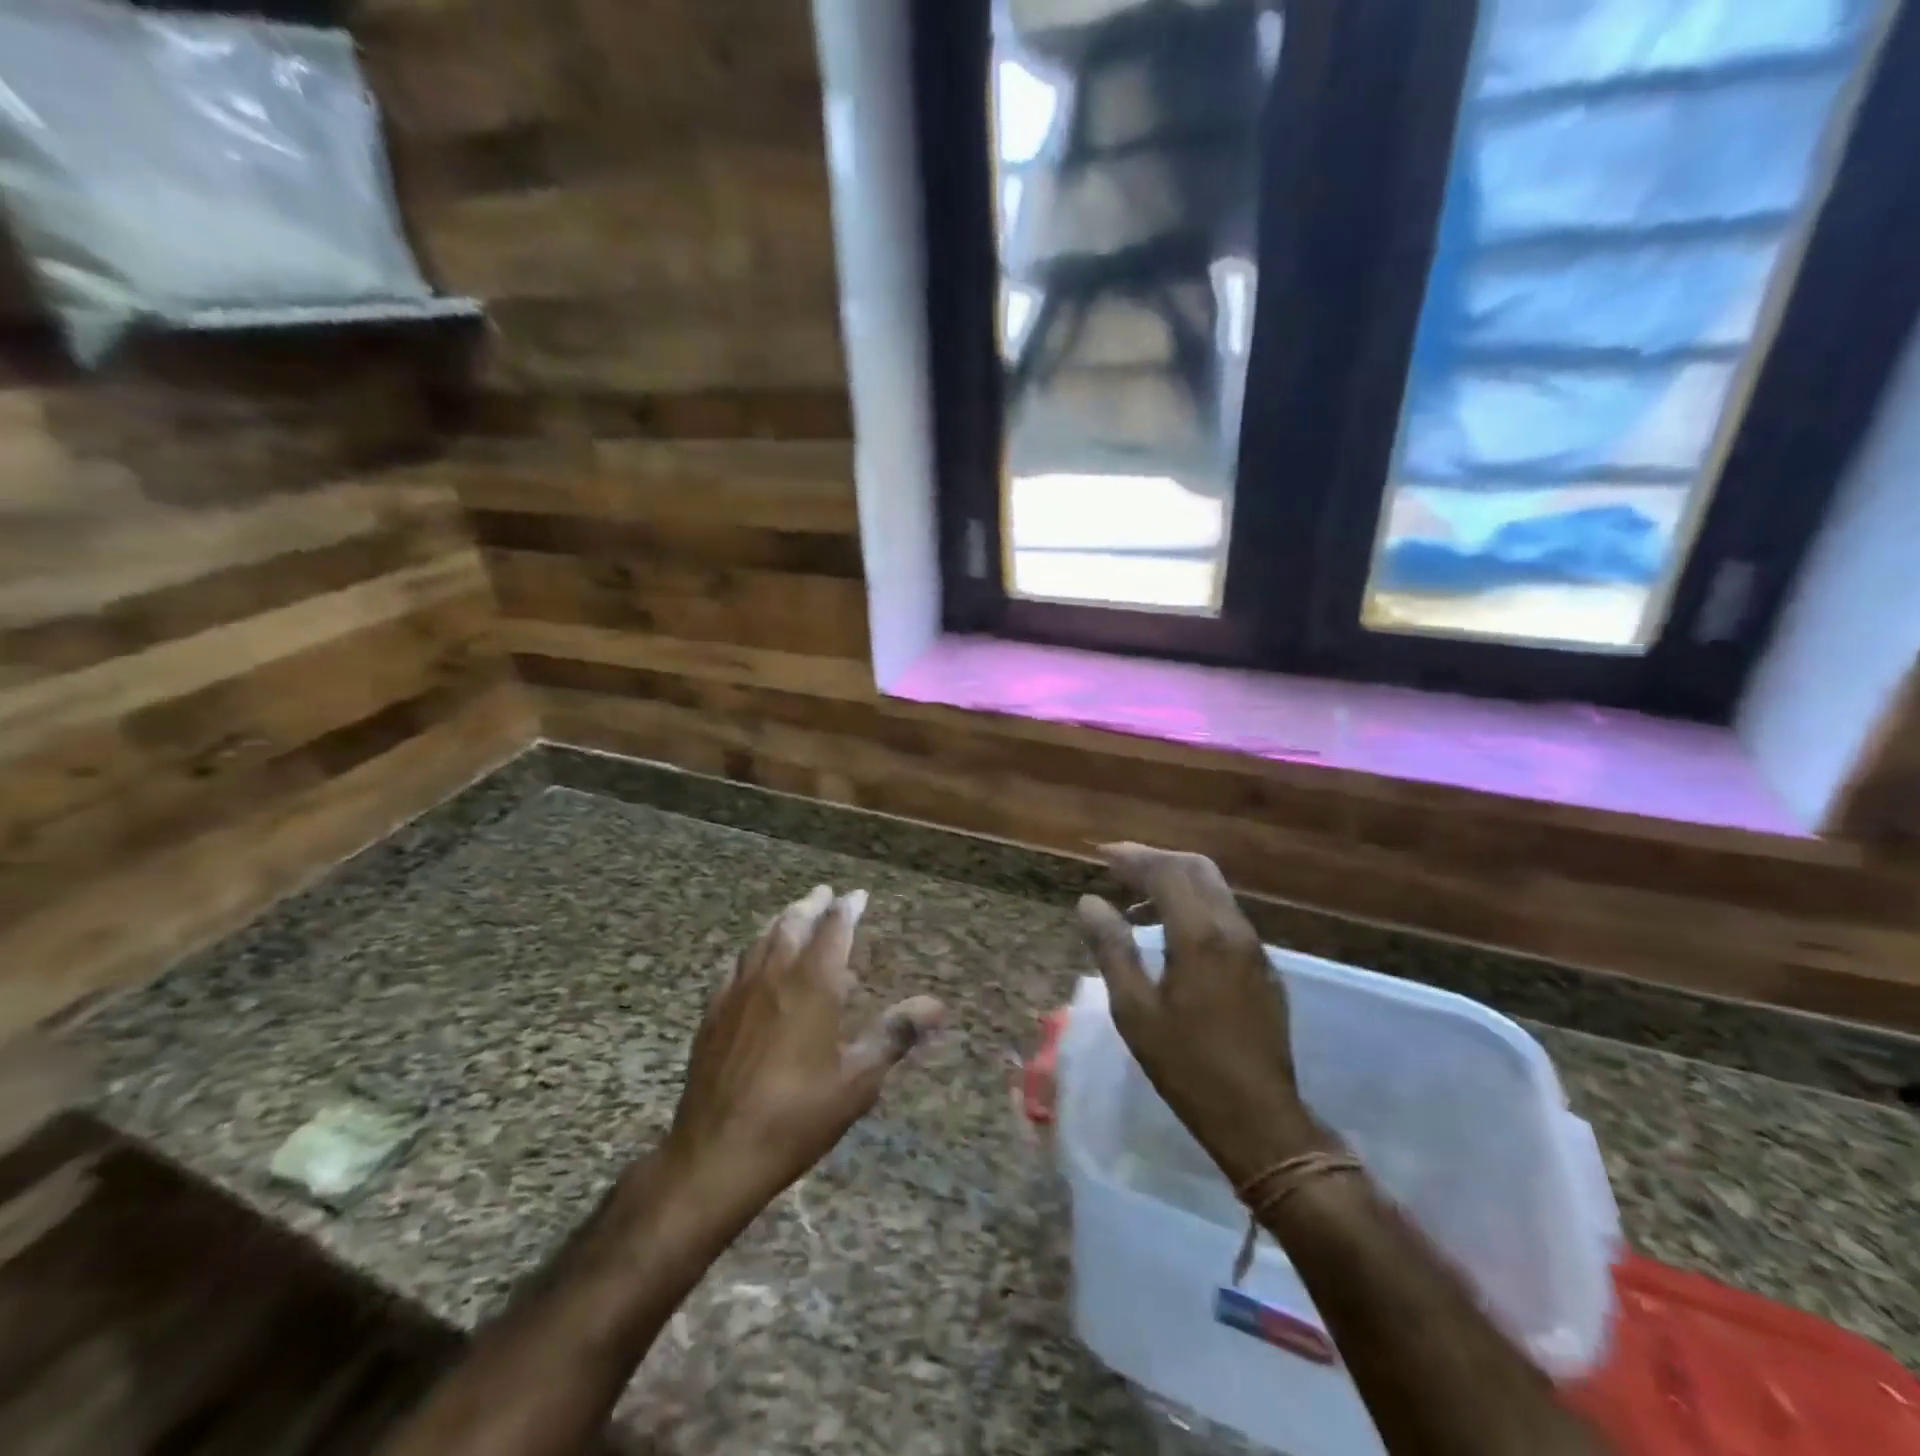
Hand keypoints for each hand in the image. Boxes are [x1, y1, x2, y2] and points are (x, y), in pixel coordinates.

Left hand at [658, 885, 944, 1236]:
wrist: (716, 1154)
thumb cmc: (797, 1116)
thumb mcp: (858, 1080)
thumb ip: (895, 1034)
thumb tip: (936, 1005)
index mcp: (812, 985)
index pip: (834, 929)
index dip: (848, 908)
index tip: (859, 895)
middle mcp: (774, 976)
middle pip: (792, 924)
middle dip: (812, 905)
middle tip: (825, 894)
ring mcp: (737, 992)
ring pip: (761, 940)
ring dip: (781, 921)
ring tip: (793, 915)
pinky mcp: (713, 1013)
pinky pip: (734, 966)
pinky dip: (751, 951)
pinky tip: (752, 961)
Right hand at [1076, 844, 1323, 1185]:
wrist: (1260, 1118)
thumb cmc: (1187, 1066)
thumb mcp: (1135, 1011)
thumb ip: (1112, 949)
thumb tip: (1089, 902)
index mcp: (1200, 936)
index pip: (1166, 872)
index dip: (1132, 857)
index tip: (1101, 854)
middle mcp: (1233, 929)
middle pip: (1197, 868)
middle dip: (1157, 858)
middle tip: (1119, 865)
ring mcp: (1254, 947)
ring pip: (1215, 889)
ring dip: (1176, 880)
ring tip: (1137, 897)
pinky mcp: (1263, 967)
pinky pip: (1226, 914)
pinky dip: (1194, 903)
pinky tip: (1171, 930)